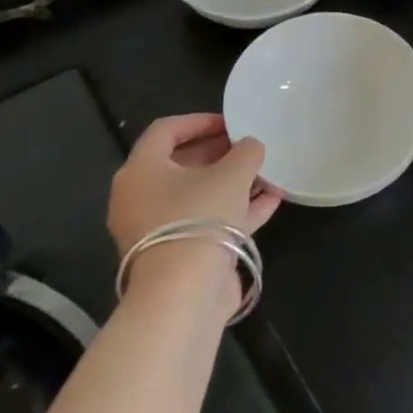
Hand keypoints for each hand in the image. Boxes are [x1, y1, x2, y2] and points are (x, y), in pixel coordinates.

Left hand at [109, 114, 283, 296]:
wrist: (184, 292)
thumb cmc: (199, 217)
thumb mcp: (232, 173)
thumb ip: (246, 151)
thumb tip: (250, 146)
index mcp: (141, 171)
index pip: (166, 130)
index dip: (200, 120)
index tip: (233, 121)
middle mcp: (141, 198)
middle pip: (182, 164)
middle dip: (220, 153)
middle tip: (251, 146)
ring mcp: (159, 229)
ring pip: (198, 195)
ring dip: (232, 182)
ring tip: (267, 172)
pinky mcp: (179, 254)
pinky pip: (208, 221)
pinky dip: (236, 209)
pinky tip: (271, 200)